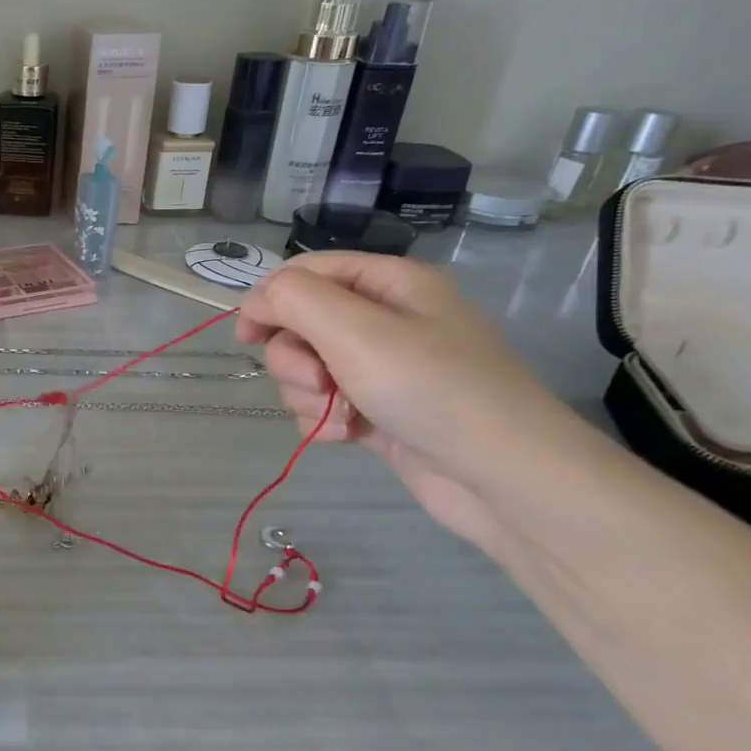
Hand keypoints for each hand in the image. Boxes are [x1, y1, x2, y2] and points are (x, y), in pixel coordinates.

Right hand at [237, 253, 591, 552]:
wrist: (504, 478)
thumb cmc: (431, 389)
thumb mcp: (355, 330)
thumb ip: (294, 300)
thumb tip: (257, 299)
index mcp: (388, 283)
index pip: (305, 272)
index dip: (269, 299)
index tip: (247, 337)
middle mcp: (385, 318)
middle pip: (300, 323)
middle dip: (295, 358)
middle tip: (319, 383)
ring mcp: (383, 367)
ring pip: (306, 368)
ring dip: (308, 395)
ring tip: (340, 416)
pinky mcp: (379, 410)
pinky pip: (324, 403)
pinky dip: (324, 420)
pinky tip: (348, 436)